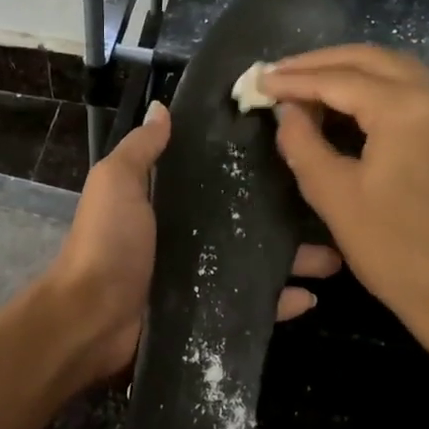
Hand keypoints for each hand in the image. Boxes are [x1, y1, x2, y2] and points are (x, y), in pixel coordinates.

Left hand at [45, 101, 341, 387]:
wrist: (92, 319)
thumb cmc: (107, 243)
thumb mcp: (117, 183)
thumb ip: (140, 149)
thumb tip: (162, 108)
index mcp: (168, 201)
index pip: (217, 177)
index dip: (250, 164)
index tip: (293, 148)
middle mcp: (189, 235)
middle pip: (247, 220)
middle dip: (286, 215)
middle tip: (328, 205)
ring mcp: (202, 276)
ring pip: (258, 262)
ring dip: (295, 259)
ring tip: (335, 255)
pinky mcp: (210, 312)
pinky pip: (253, 305)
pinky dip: (281, 302)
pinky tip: (313, 297)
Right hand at [260, 47, 428, 363]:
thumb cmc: (392, 248)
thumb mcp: (333, 194)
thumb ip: (302, 141)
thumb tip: (285, 109)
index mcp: (407, 108)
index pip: (339, 79)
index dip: (294, 79)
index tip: (259, 80)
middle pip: (369, 59)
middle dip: (319, 63)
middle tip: (278, 74)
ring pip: (393, 68)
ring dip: (347, 71)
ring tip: (303, 82)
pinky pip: (411, 88)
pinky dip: (374, 86)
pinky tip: (344, 100)